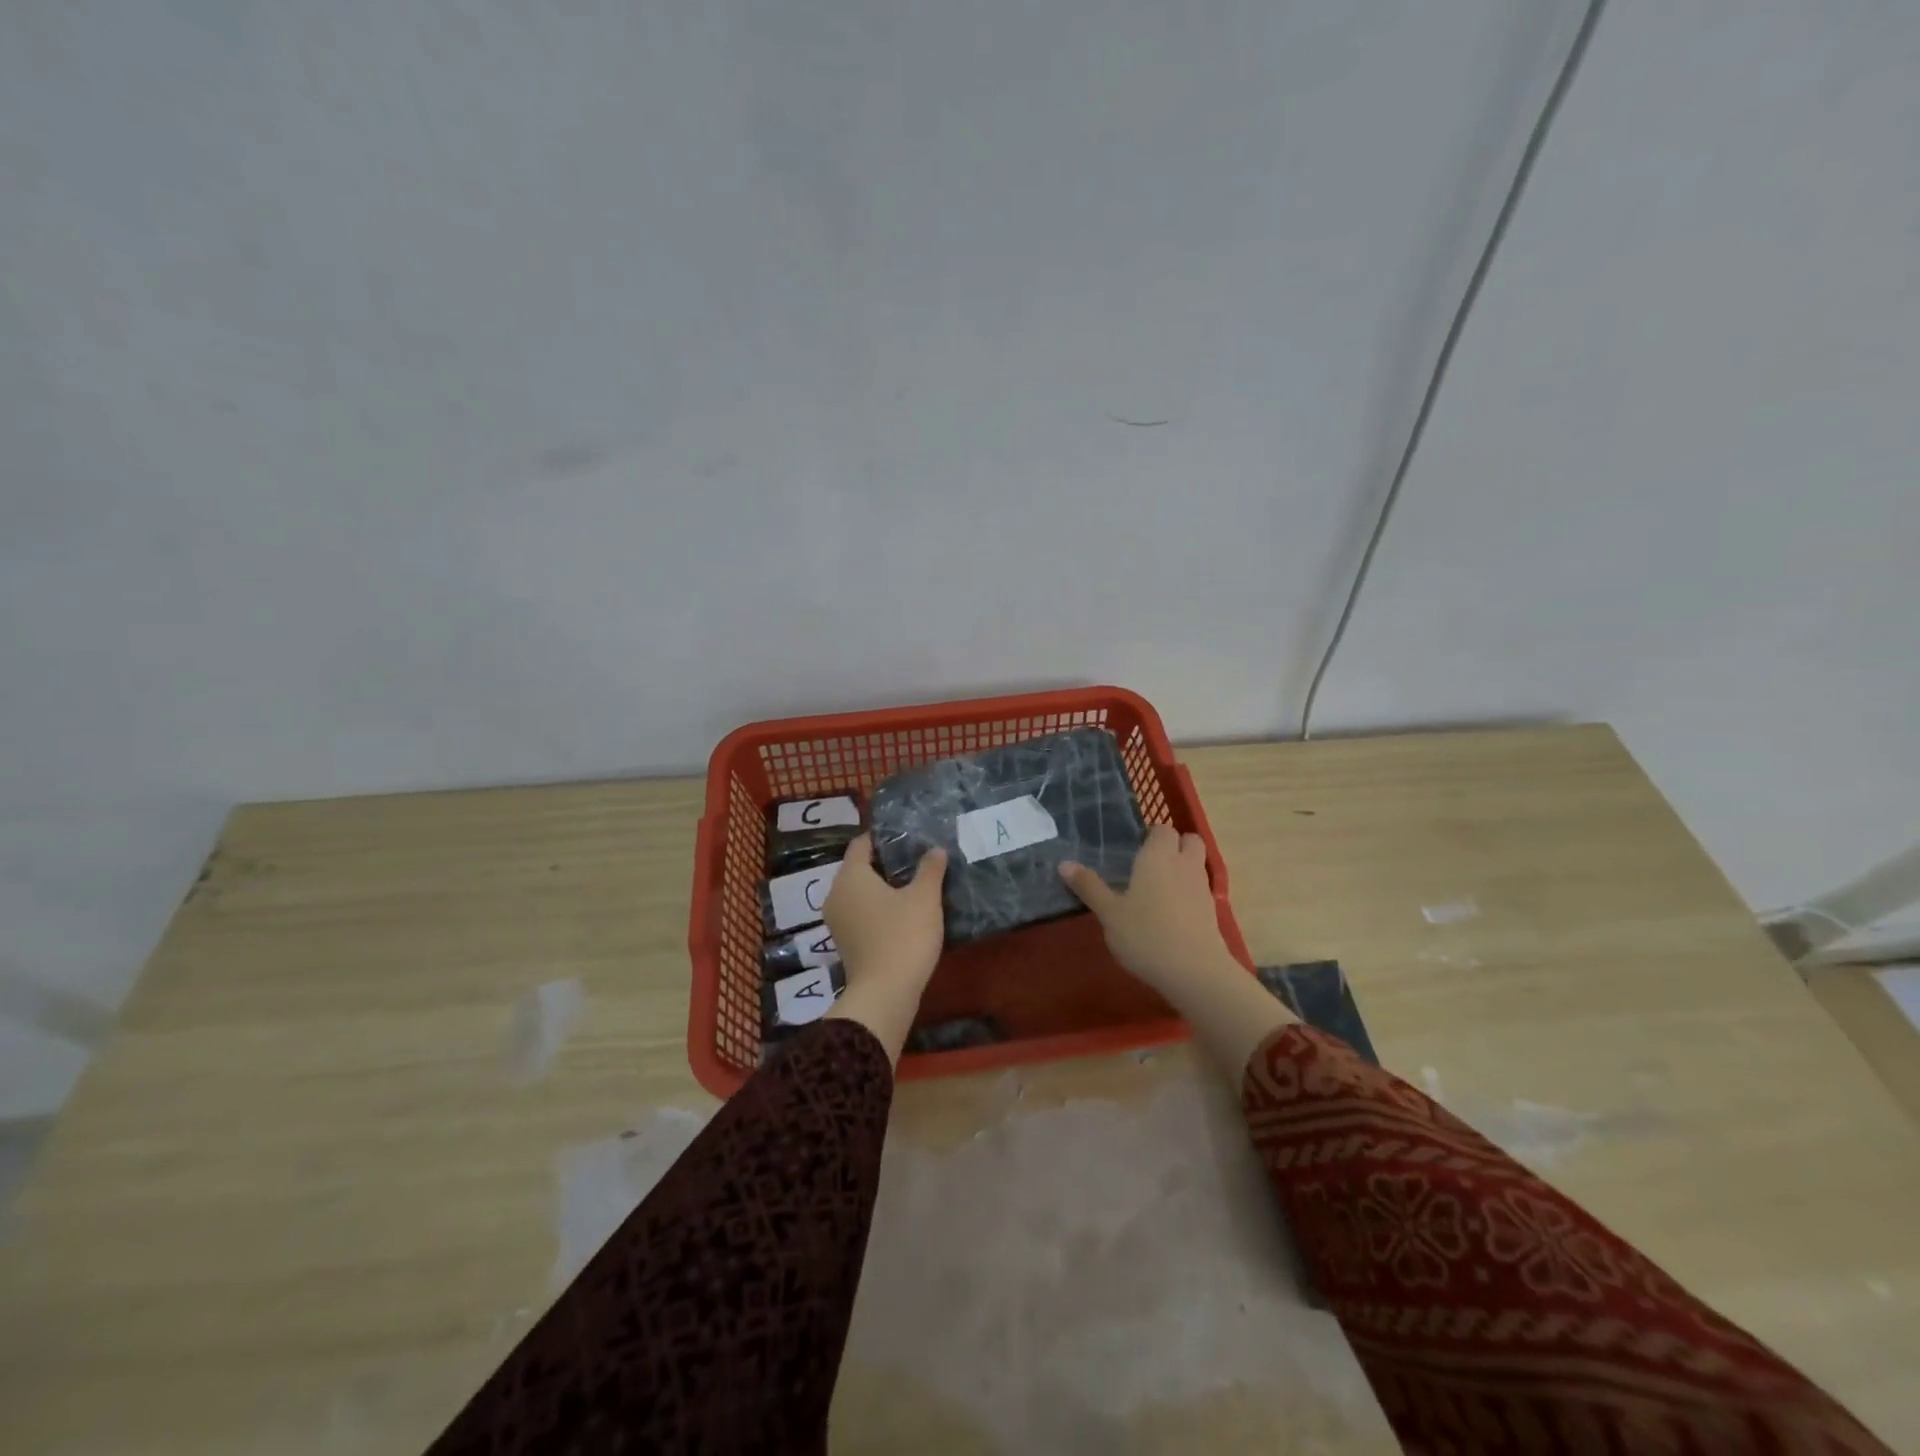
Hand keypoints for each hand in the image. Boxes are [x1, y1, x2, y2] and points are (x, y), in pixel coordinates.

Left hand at [822, 834, 946, 1061]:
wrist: (885, 994)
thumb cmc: (903, 936)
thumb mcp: (924, 898)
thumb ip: (930, 869)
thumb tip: (935, 850)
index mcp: (850, 876)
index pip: (861, 844)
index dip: (883, 838)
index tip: (907, 836)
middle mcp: (836, 894)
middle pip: (859, 868)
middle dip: (885, 863)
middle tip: (916, 859)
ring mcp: (837, 921)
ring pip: (859, 893)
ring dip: (882, 888)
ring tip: (913, 885)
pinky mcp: (845, 942)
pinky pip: (861, 914)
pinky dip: (878, 909)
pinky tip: (903, 913)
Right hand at [1059, 825, 1237, 994]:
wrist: (1195, 972)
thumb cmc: (1145, 935)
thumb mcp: (1109, 913)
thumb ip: (1089, 886)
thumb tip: (1063, 863)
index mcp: (1157, 857)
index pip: (1162, 829)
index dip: (1151, 835)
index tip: (1135, 848)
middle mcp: (1183, 865)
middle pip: (1189, 840)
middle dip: (1175, 844)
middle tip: (1150, 863)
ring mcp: (1202, 888)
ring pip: (1197, 864)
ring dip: (1183, 867)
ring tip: (1158, 888)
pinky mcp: (1212, 912)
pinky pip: (1200, 889)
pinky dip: (1189, 892)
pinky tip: (1171, 912)